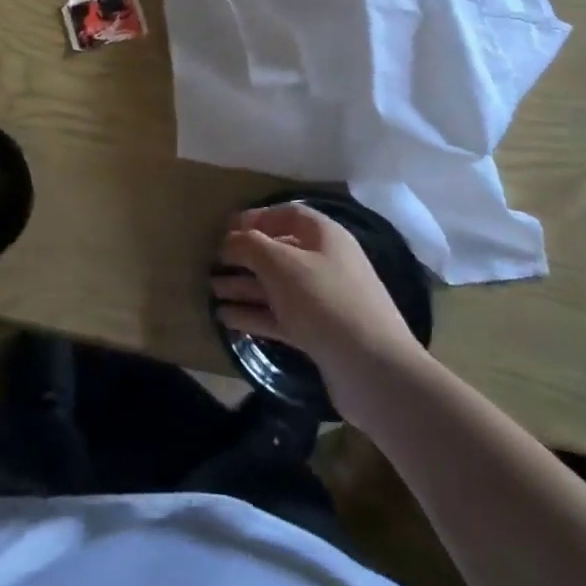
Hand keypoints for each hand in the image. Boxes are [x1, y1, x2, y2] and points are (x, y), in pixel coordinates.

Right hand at [212, 203, 426, 425]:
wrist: (374, 370)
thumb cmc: (325, 301)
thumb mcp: (281, 263)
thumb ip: (249, 245)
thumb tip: (229, 241)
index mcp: (325, 237)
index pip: (287, 215)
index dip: (256, 218)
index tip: (225, 229)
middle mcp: (326, 264)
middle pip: (279, 252)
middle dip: (244, 257)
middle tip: (212, 265)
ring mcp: (324, 301)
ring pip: (276, 287)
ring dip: (243, 287)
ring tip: (211, 293)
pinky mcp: (319, 334)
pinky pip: (280, 316)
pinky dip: (254, 315)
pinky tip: (226, 319)